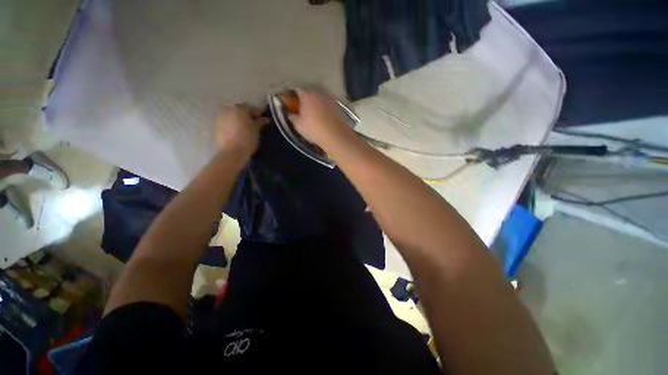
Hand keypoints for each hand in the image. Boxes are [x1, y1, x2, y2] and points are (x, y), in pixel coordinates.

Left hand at [215, 104, 267, 157]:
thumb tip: (265, 119)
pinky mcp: (216, 126)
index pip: (250, 108)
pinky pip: (227, 122)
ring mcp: (220, 117)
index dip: (257, 113)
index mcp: (239, 109)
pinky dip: (233, 125)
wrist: (231, 152)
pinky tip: (238, 132)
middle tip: (254, 123)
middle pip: (240, 110)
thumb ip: (260, 122)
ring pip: (232, 116)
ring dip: (239, 120)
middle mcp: (228, 109)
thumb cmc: (247, 139)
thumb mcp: (256, 130)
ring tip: (246, 128)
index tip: (262, 119)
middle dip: (247, 116)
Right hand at [291, 90, 355, 150]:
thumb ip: (293, 117)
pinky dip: (324, 111)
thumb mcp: (298, 126)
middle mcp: (319, 94)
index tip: (291, 105)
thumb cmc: (314, 130)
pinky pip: (327, 107)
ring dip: (316, 106)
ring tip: (313, 117)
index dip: (293, 98)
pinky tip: (323, 120)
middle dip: (305, 102)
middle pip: (309, 94)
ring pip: (319, 101)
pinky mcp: (338, 108)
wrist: (336, 136)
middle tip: (302, 111)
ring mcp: (330, 100)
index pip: (296, 91)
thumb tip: (292, 115)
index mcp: (307, 95)